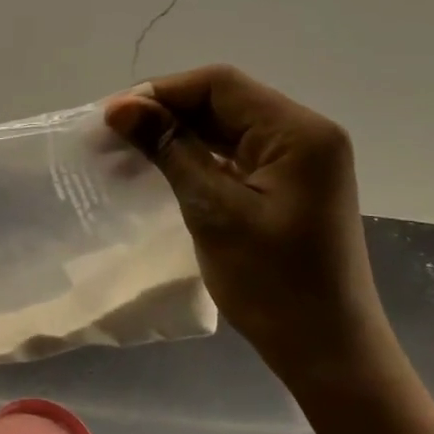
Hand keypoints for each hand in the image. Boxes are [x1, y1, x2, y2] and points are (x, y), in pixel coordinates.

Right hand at [106, 65, 393, 381]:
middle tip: (110, 137)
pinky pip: (234, 156)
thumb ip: (170, 150)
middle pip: (224, 102)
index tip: (111, 118)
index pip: (220, 85)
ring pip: (225, 128)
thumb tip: (121, 106)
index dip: (161, 93)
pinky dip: (195, 158)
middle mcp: (304, 135)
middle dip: (165, 113)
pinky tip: (159, 170)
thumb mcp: (213, 210)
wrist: (324, 348)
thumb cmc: (272, 283)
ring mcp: (298, 162)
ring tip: (124, 153)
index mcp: (299, 132)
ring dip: (176, 135)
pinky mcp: (286, 186)